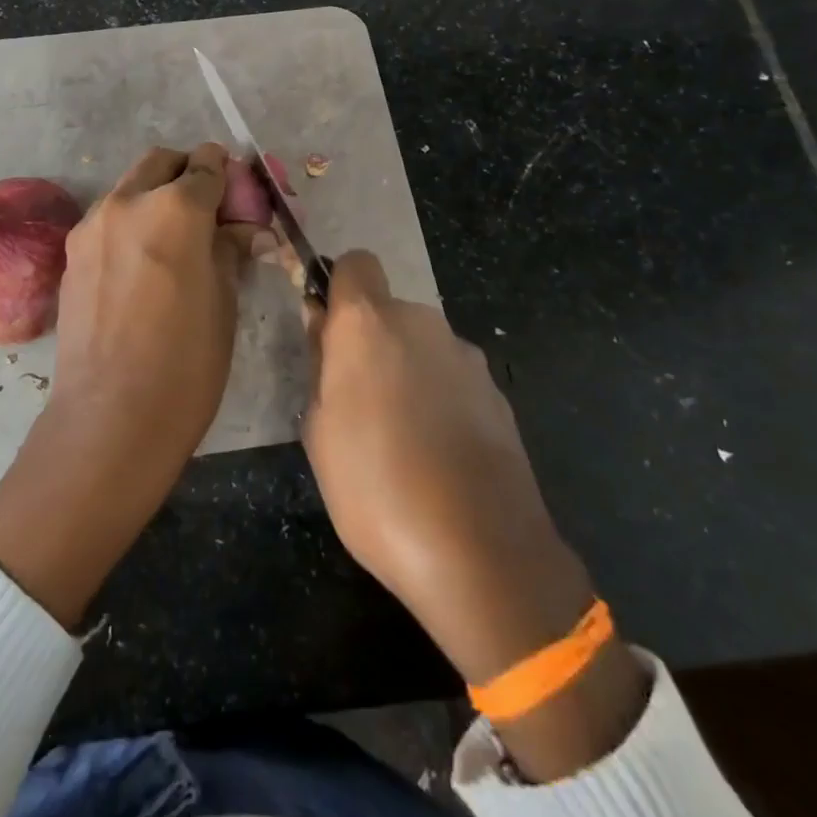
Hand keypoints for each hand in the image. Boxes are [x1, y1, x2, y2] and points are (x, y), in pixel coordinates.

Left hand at [0, 144, 259, 627]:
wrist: (111, 414)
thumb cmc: (186, 361)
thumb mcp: (224, 300)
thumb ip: (230, 250)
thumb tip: (246, 232)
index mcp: (176, 207)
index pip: (207, 165)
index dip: (228, 176)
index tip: (237, 199)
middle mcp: (128, 201)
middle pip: (161, 161)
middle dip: (187, 173)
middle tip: (207, 211)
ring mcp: (92, 224)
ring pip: (130, 187)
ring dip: (154, 196)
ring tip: (172, 241)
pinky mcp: (72, 252)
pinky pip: (108, 218)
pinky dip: (129, 222)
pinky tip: (141, 265)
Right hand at [301, 251, 646, 778]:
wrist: (480, 553)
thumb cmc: (374, 488)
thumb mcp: (318, 430)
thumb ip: (321, 366)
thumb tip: (325, 329)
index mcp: (369, 324)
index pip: (355, 263)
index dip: (339, 288)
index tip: (328, 331)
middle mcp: (422, 324)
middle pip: (388, 312)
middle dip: (371, 342)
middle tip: (356, 401)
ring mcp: (467, 358)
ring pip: (422, 347)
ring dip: (407, 372)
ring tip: (400, 439)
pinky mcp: (499, 394)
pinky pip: (453, 380)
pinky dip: (441, 400)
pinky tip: (439, 456)